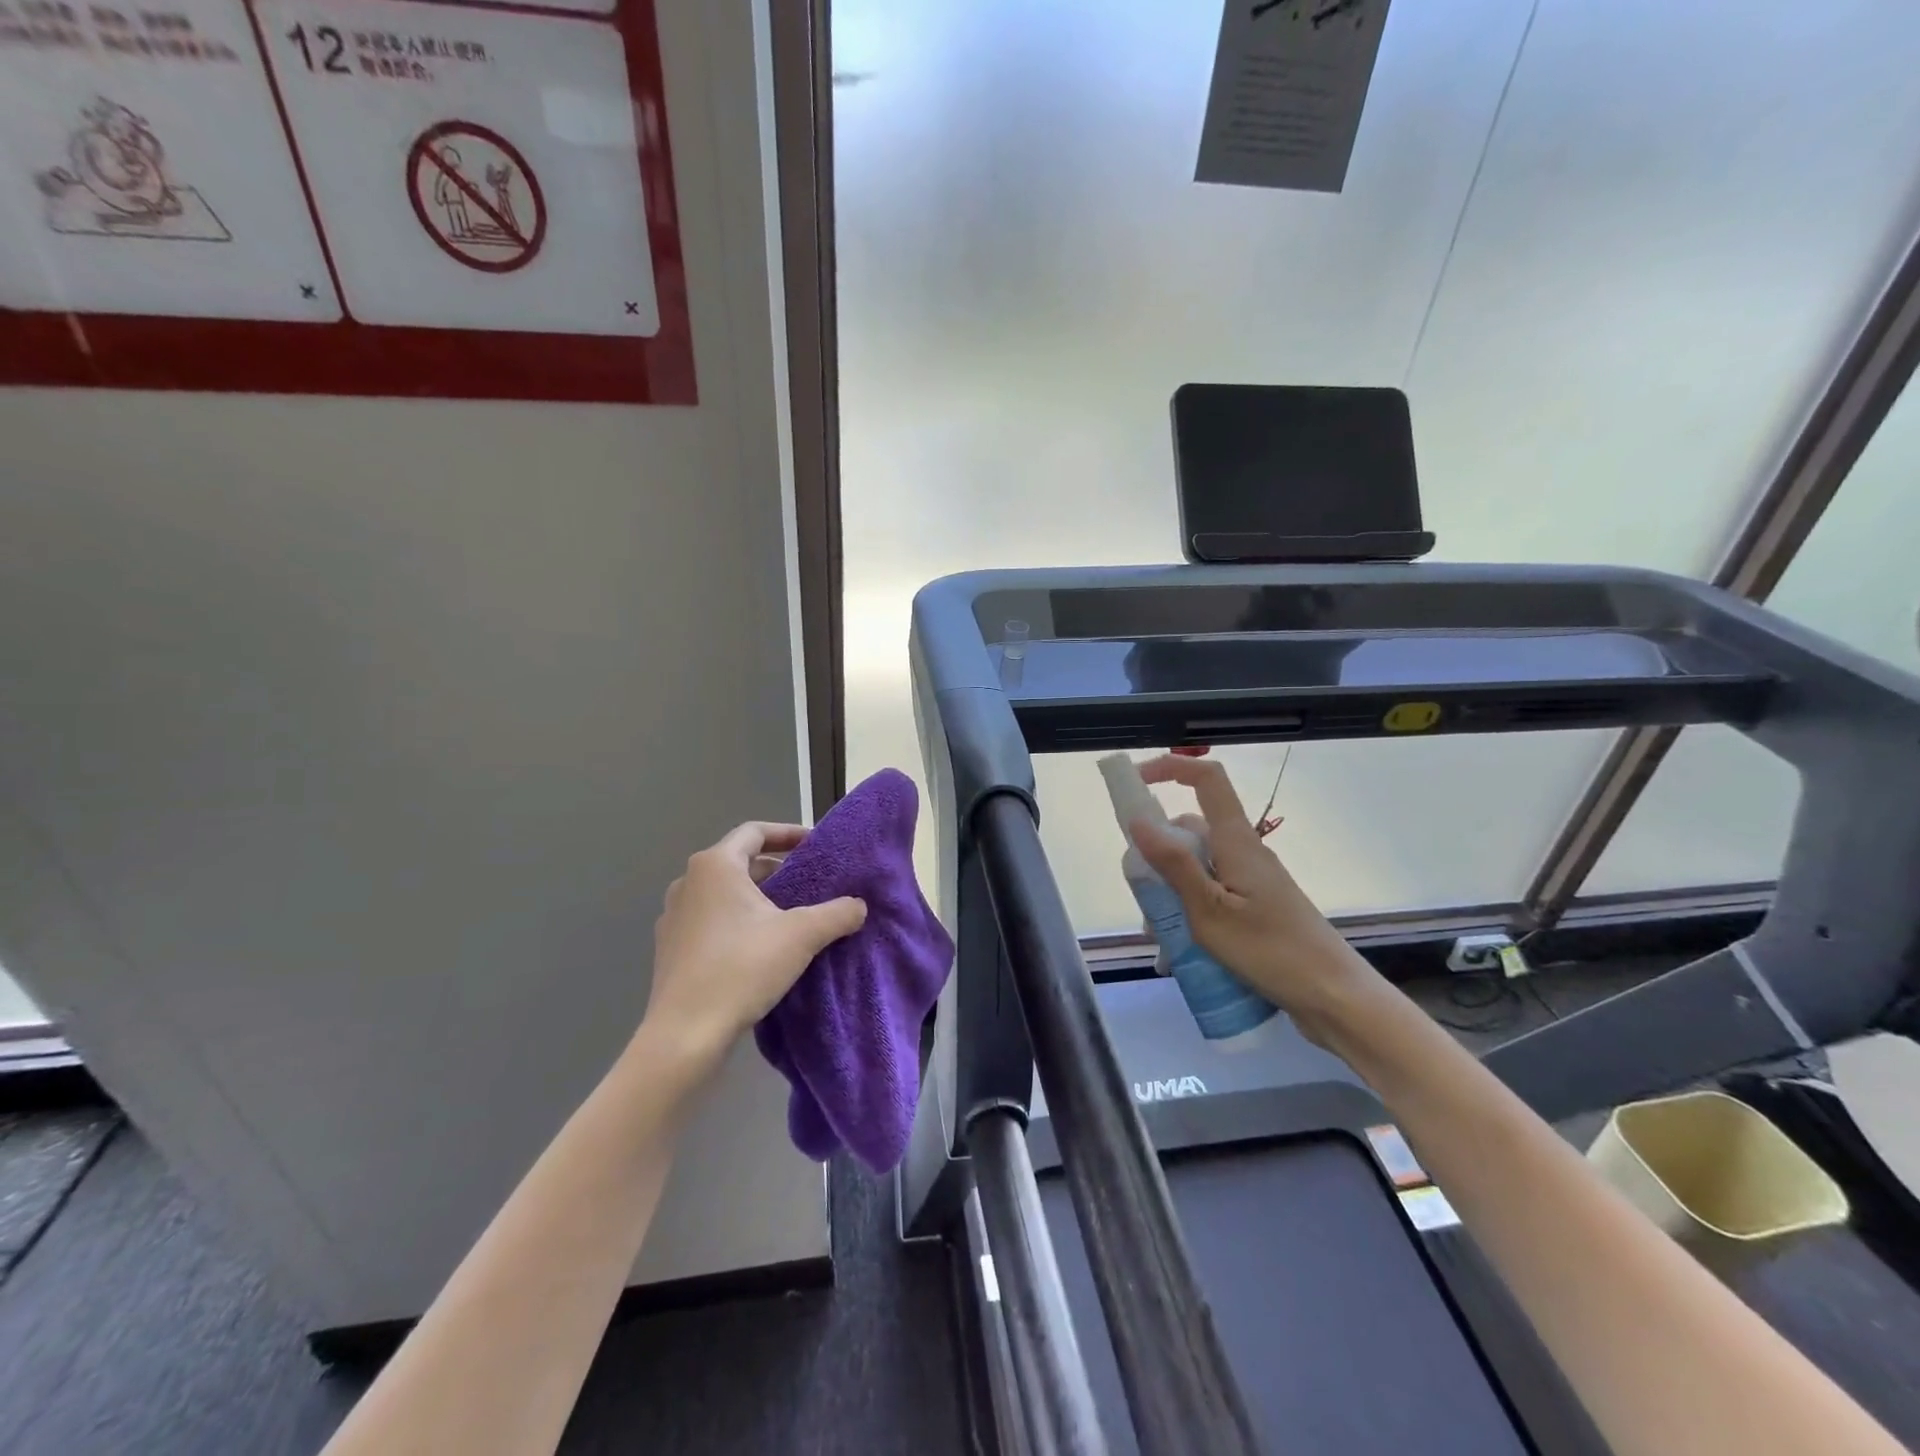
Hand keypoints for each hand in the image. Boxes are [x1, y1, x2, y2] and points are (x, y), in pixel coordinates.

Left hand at [642, 822, 866, 1065]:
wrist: (684, 1034)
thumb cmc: (741, 968)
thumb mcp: (801, 936)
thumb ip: (836, 914)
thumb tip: (859, 906)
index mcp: (715, 866)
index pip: (755, 832)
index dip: (788, 833)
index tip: (815, 845)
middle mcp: (688, 882)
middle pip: (740, 862)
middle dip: (777, 870)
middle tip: (810, 884)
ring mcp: (674, 916)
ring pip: (725, 893)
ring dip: (758, 898)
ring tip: (791, 916)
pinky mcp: (670, 948)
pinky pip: (711, 920)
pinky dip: (738, 922)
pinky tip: (761, 948)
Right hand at [1131, 755, 1378, 1038]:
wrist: (1335, 998)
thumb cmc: (1272, 952)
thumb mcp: (1210, 912)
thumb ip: (1174, 865)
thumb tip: (1139, 820)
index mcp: (1236, 842)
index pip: (1207, 780)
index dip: (1171, 768)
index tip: (1137, 782)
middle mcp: (1244, 853)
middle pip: (1191, 832)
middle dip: (1157, 856)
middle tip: (1143, 899)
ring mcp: (1252, 881)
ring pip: (1197, 868)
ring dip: (1171, 893)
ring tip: (1162, 938)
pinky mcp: (1256, 907)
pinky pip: (1212, 894)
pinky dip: (1190, 912)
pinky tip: (1182, 951)